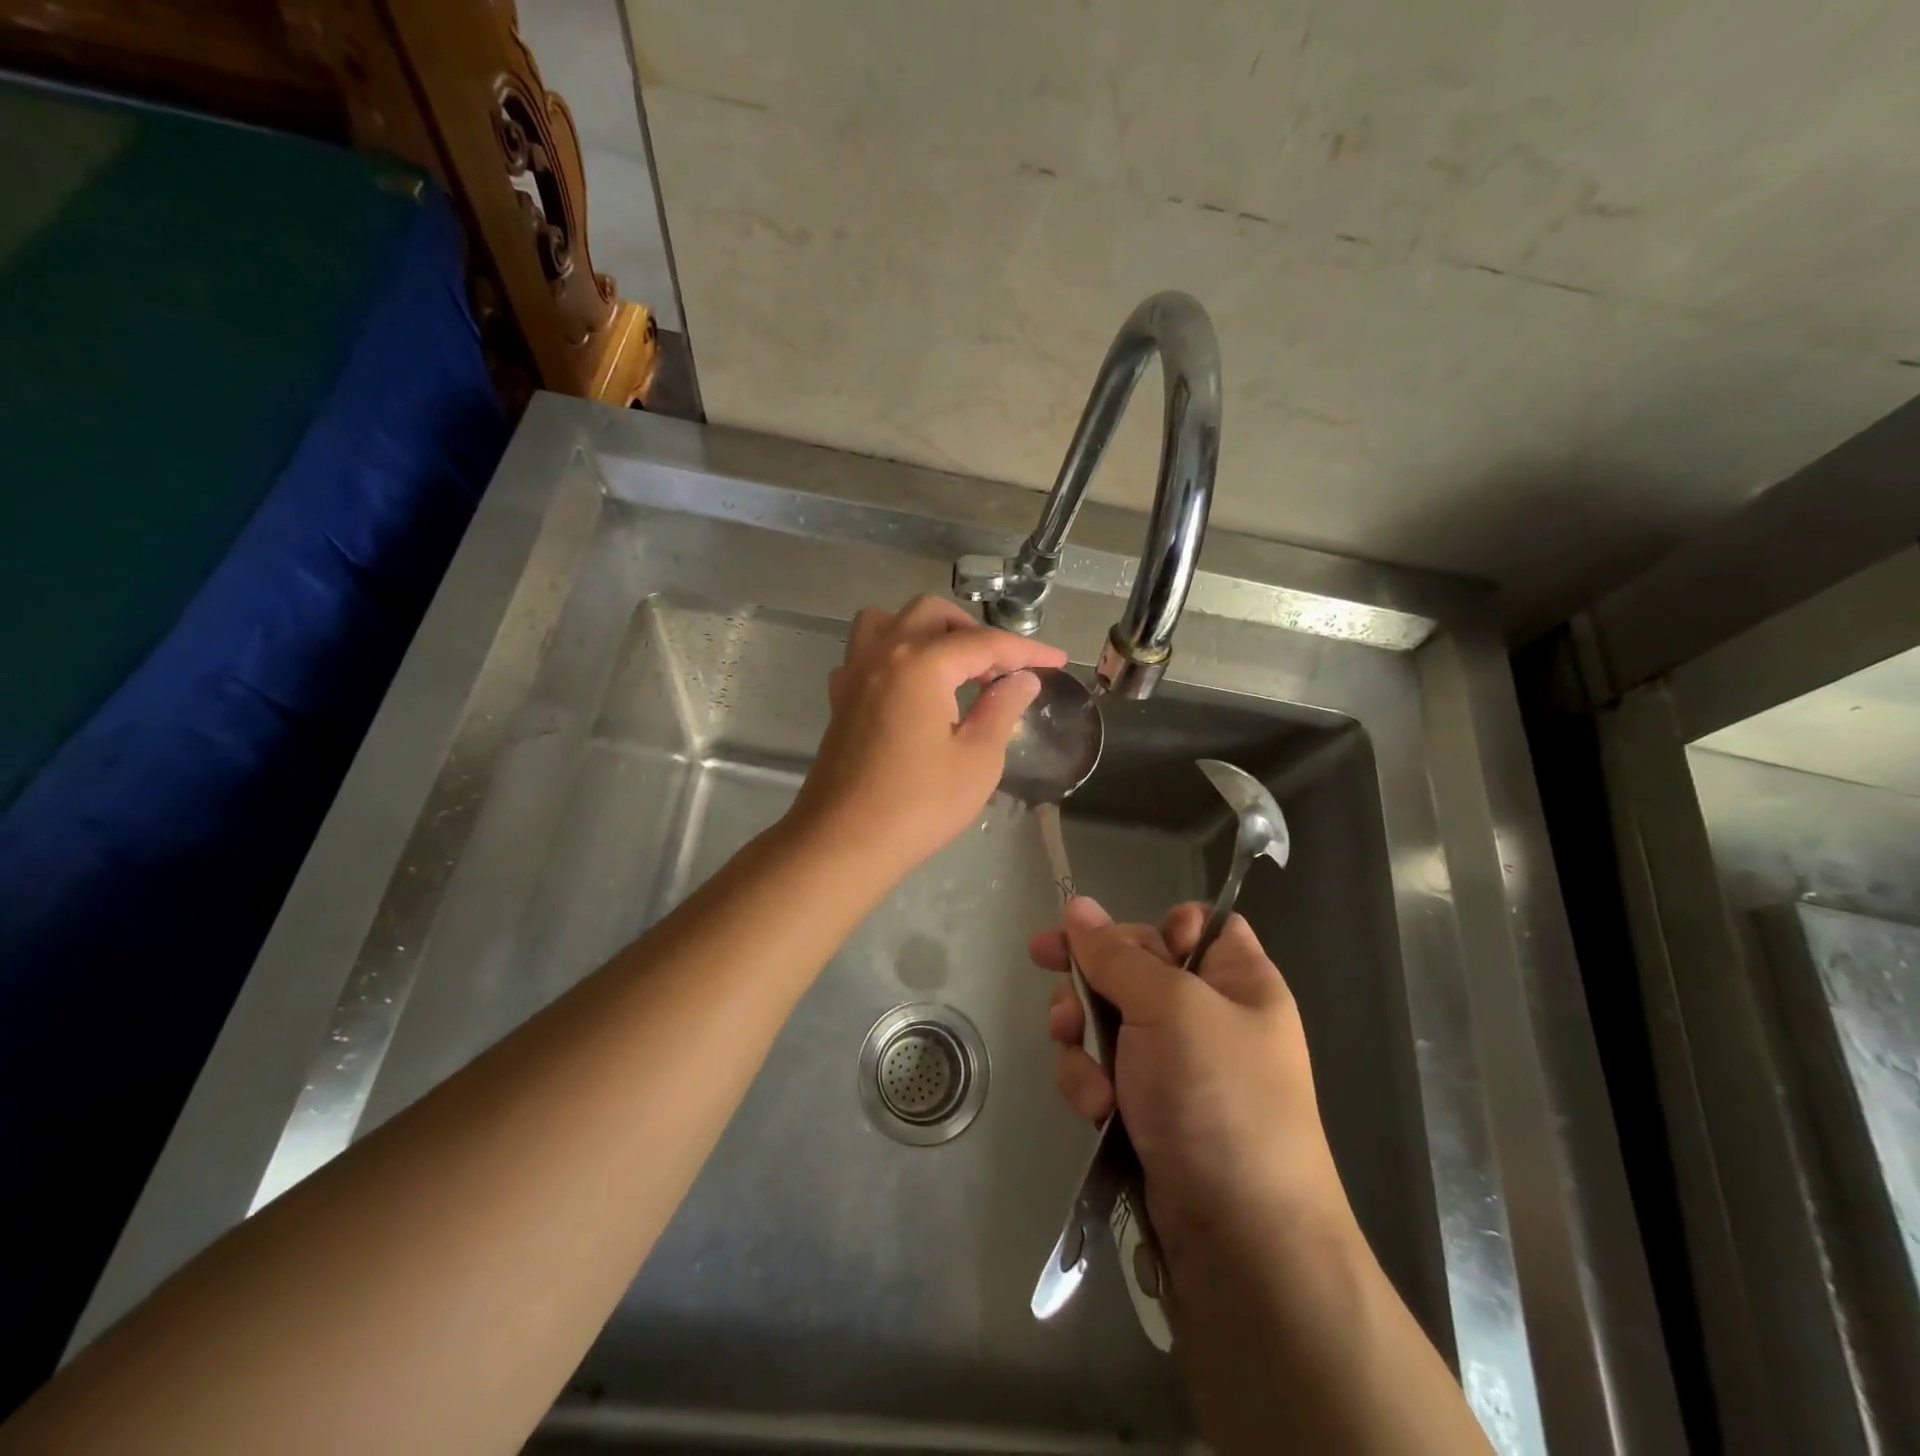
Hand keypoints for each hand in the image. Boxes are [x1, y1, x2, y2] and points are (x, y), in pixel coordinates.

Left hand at [791, 594, 1066, 873]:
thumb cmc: (919, 805)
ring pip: (888, 621)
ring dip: (925, 631)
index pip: (984, 643)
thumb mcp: (977, 759)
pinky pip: (865, 653)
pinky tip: (911, 688)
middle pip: (931, 615)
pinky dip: (893, 654)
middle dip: (973, 632)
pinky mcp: (840, 699)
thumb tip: (1022, 679)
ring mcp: (854, 674)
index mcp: (921, 664)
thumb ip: (1002, 709)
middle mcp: (883, 654)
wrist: (843, 842)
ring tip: (951, 666)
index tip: (1057, 661)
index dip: (1026, 651)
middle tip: (1000, 669)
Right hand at [1029, 897, 1346, 1256]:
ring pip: (1105, 1019)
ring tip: (1089, 1077)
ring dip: (1083, 1043)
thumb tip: (1076, 905)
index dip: (1153, 926)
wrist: (1241, 1240)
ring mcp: (1174, 1063)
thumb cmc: (1219, 1099)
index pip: (1194, 924)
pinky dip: (1090, 1084)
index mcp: (1236, 978)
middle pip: (1132, 968)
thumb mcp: (1170, 1008)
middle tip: (1063, 1005)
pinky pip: (1101, 1068)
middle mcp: (1206, 1014)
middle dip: (1091, 987)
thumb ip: (1116, 955)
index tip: (1111, 940)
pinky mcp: (1145, 1106)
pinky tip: (1095, 1110)